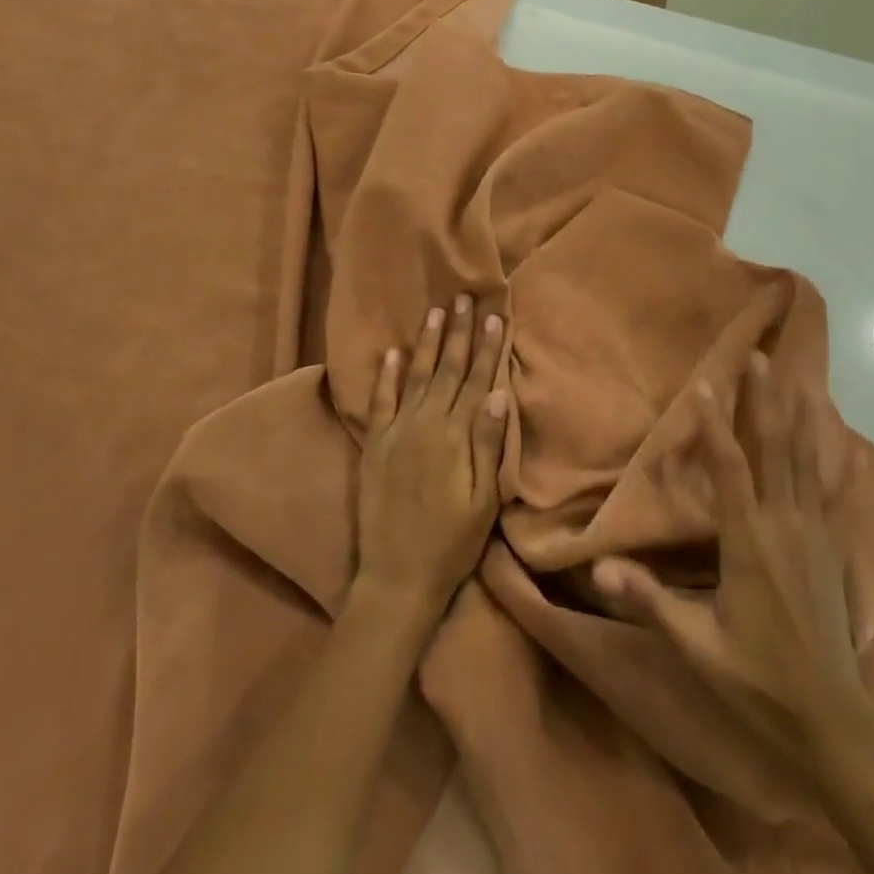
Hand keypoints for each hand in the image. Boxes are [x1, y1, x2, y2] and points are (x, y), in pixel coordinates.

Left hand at [356, 296, 509, 619]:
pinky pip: (380, 401)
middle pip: (447, 369)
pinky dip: (386, 375)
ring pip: (416, 375)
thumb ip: (489, 445)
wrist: (397, 576)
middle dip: (459, 332)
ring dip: (427, 342)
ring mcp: (396, 432)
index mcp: (455, 436)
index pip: (476, 380)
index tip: (495, 316)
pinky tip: (393, 352)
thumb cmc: (451, 542)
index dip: (487, 348)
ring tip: (436, 311)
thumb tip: (499, 394)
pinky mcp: (374, 445)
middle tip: (465, 297)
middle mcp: (425, 424)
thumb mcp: (483, 501)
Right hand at [594, 353, 861, 771]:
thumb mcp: (696, 645)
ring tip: (801, 381)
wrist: (832, 723)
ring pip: (808, 464)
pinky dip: (835, 464)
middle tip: (763, 358)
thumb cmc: (757, 679)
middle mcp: (785, 527)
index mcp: (749, 543)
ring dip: (801, 419)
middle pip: (776, 451)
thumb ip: (650, 601)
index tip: (707, 383)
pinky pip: (833, 495)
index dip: (716, 426)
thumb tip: (600, 569)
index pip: (730, 470)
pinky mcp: (833, 552)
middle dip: (767, 402)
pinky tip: (845, 446)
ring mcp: (815, 537)